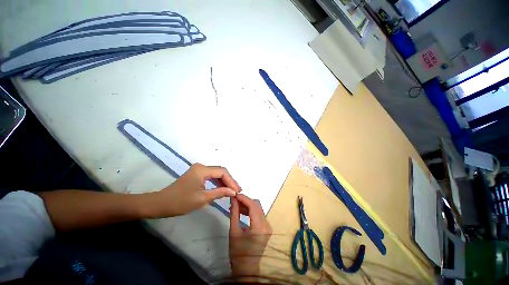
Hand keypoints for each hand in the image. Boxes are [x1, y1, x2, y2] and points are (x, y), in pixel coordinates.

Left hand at [149, 163, 240, 216]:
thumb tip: (233, 191)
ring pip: (216, 174)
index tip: (237, 191)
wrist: (160, 204)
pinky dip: (217, 183)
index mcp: (202, 170)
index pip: (222, 172)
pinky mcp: (196, 175)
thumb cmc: (181, 202)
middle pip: (220, 171)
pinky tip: (222, 189)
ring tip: (232, 191)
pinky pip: (211, 176)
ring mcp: (198, 170)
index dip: (231, 181)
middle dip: (229, 181)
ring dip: (224, 182)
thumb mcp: (202, 198)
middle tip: (237, 191)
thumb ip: (220, 193)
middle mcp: (201, 167)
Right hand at [229, 194, 271, 278]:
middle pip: (257, 205)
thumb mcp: (234, 231)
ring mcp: (268, 226)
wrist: (246, 268)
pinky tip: (242, 211)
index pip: (253, 206)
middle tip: (234, 200)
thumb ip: (234, 212)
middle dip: (245, 201)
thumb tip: (233, 199)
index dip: (244, 198)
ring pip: (258, 208)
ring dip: (248, 205)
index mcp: (259, 227)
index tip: (235, 194)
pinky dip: (251, 211)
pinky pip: (259, 214)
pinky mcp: (266, 227)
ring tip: (236, 206)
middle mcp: (267, 224)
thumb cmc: (238, 252)